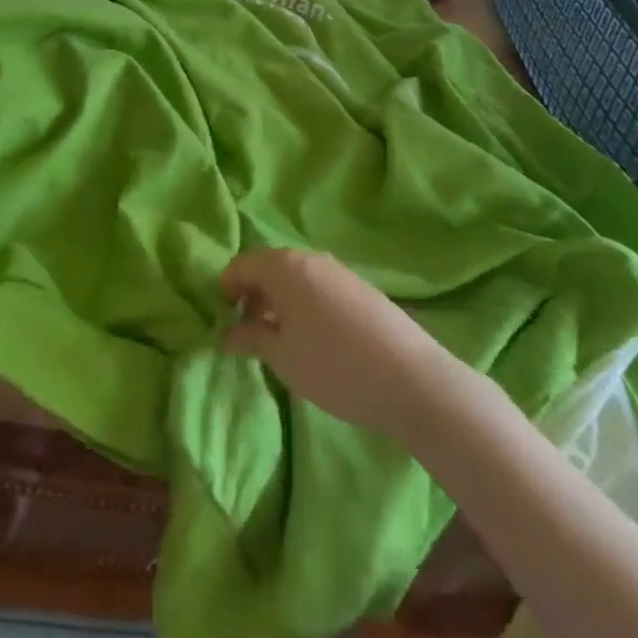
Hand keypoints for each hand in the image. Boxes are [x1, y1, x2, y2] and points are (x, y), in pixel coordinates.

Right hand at [220, 249, 458, 446]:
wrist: (411, 379)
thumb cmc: (334, 366)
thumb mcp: (282, 358)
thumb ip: (249, 338)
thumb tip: (227, 332)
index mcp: (284, 267)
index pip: (240, 265)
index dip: (226, 291)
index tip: (226, 322)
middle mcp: (309, 258)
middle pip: (268, 267)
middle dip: (254, 296)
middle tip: (251, 334)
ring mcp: (338, 270)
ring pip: (295, 277)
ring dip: (280, 301)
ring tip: (283, 341)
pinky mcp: (360, 287)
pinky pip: (318, 286)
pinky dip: (304, 304)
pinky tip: (315, 339)